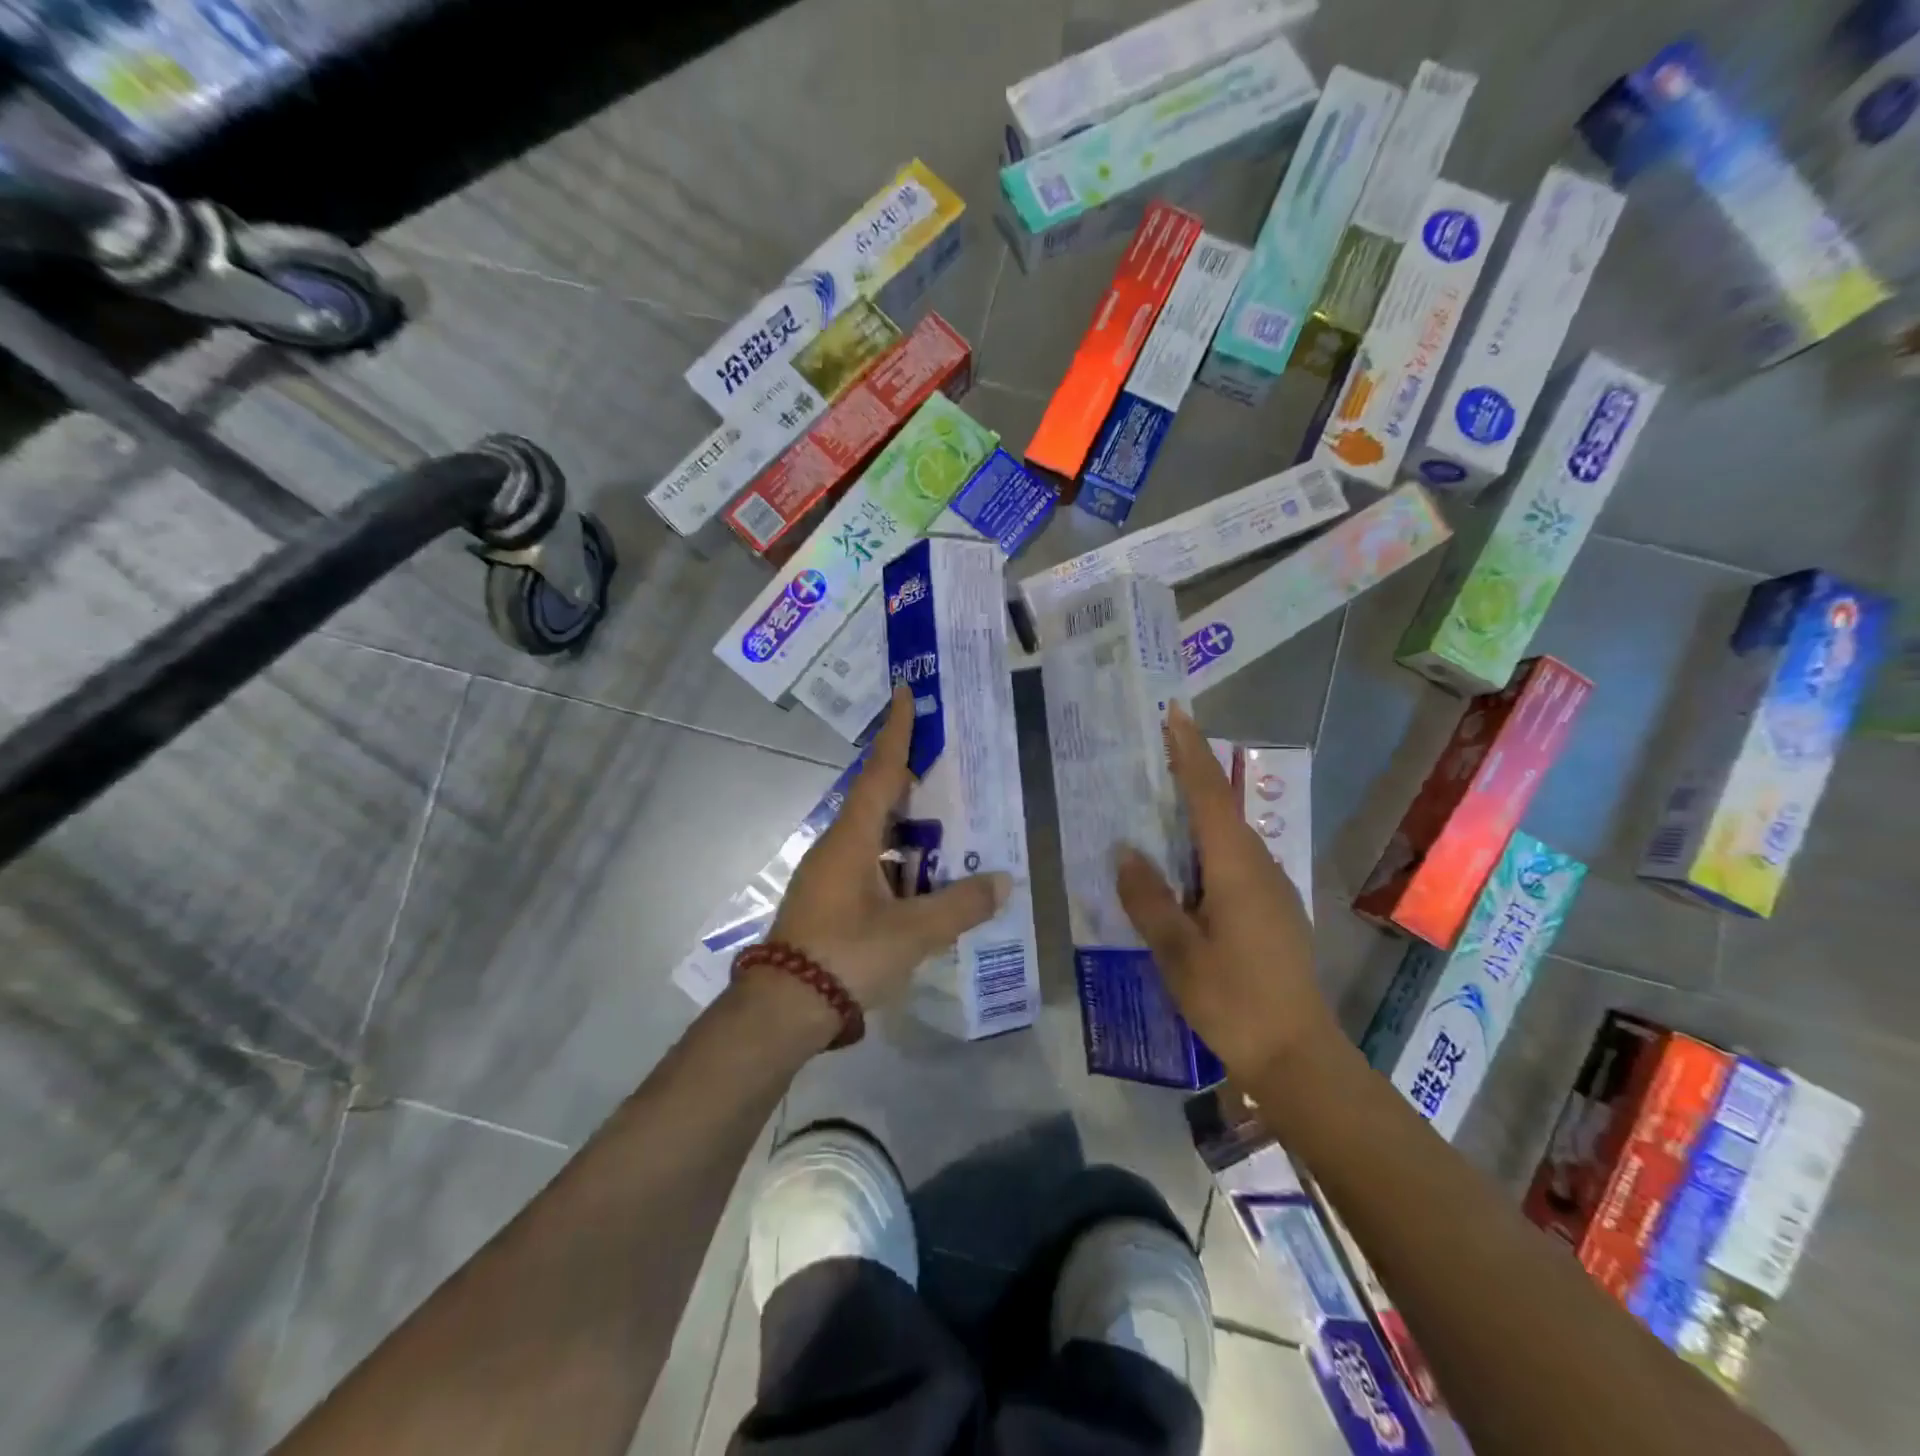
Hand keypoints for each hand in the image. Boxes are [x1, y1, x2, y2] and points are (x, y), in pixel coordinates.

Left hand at [770, 683, 1010, 1018]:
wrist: (783, 1008)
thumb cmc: (846, 955)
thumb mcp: (912, 932)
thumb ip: (960, 906)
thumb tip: (1003, 881)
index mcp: (853, 839)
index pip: (880, 772)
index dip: (897, 733)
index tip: (903, 693)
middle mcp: (838, 847)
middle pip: (879, 800)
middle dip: (911, 781)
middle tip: (948, 767)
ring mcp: (829, 875)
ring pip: (876, 838)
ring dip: (909, 831)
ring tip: (950, 832)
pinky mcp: (829, 902)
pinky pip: (871, 866)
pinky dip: (900, 864)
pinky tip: (926, 885)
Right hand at [1114, 702, 1330, 1084]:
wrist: (1298, 1055)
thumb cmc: (1233, 1001)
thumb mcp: (1177, 952)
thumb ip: (1148, 898)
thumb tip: (1124, 851)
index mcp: (1236, 868)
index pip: (1208, 794)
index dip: (1189, 752)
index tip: (1175, 713)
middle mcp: (1259, 866)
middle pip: (1221, 807)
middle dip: (1191, 773)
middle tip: (1155, 750)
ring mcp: (1272, 888)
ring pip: (1229, 835)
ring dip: (1198, 810)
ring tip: (1160, 801)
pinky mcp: (1274, 909)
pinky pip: (1235, 860)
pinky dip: (1207, 845)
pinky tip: (1185, 863)